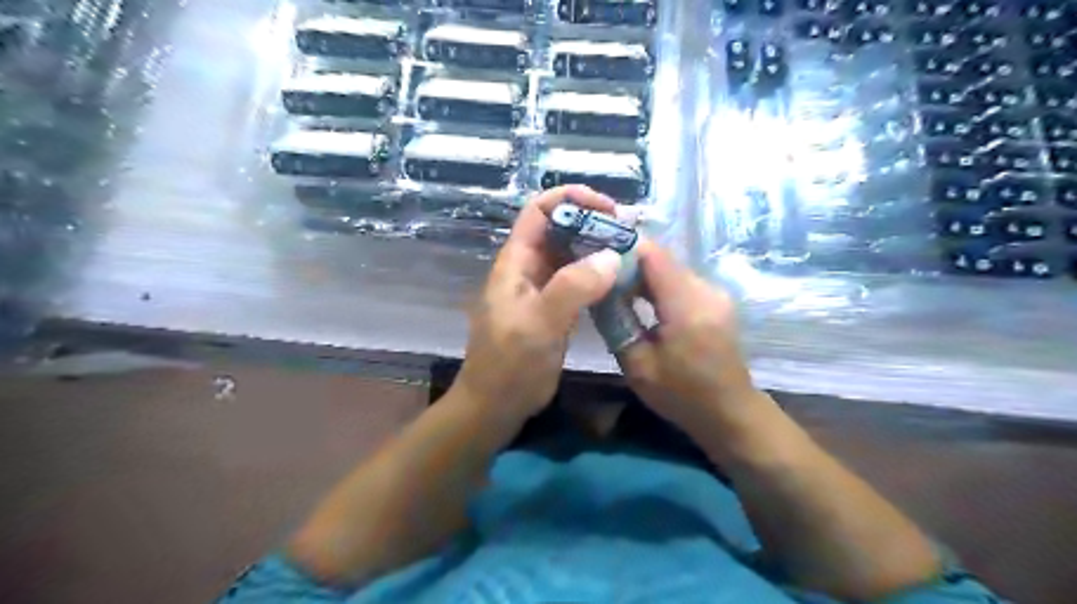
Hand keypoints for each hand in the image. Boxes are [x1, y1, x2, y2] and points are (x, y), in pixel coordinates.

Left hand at [453, 187, 622, 421]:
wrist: (496, 405)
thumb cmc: (510, 365)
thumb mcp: (539, 324)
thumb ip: (572, 288)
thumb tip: (612, 256)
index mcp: (516, 262)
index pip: (540, 211)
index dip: (571, 199)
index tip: (609, 208)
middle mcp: (528, 269)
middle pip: (559, 229)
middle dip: (592, 223)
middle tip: (630, 232)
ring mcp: (541, 289)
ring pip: (571, 255)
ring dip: (597, 248)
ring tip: (631, 252)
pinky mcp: (554, 309)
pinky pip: (577, 280)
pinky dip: (597, 274)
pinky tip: (619, 280)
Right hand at [613, 239, 755, 426]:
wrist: (730, 411)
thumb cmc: (682, 395)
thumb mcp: (638, 366)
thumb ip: (615, 323)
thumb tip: (596, 290)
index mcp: (687, 306)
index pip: (653, 254)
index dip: (622, 248)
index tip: (594, 255)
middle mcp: (706, 289)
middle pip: (661, 258)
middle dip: (628, 263)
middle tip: (598, 276)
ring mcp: (714, 292)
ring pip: (669, 268)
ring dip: (641, 275)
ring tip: (614, 289)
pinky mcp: (715, 299)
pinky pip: (679, 280)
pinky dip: (656, 285)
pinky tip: (639, 301)